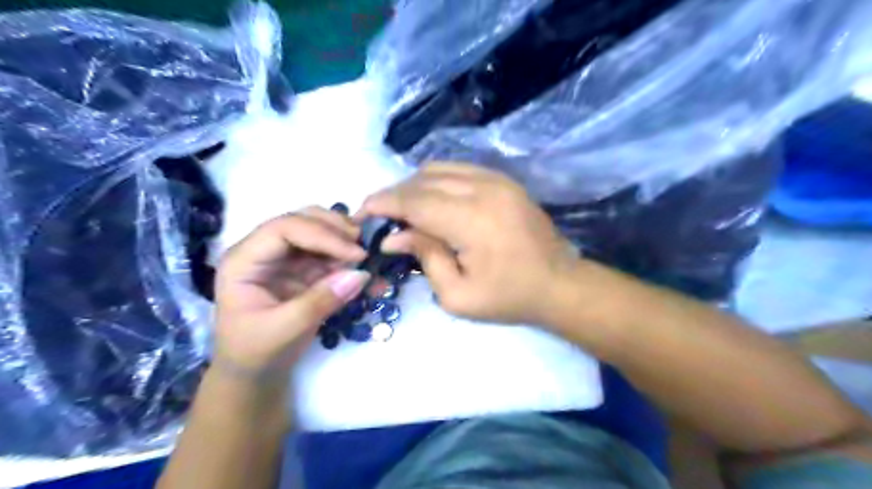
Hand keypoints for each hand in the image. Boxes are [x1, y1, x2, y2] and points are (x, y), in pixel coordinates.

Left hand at [215, 207, 368, 376]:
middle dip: (335, 229)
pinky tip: (366, 269)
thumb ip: (320, 301)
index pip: (284, 229)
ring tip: (367, 256)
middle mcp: (264, 251)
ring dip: (345, 240)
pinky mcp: (302, 269)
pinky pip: (328, 254)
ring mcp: (285, 259)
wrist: (254, 372)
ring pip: (318, 231)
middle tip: (364, 246)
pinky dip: (348, 258)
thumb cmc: (256, 351)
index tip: (355, 254)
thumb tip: (360, 274)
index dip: (322, 235)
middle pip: (302, 221)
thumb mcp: (284, 330)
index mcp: (244, 261)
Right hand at [357, 162, 581, 326]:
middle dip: (395, 195)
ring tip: (403, 210)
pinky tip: (431, 200)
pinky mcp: (504, 180)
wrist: (559, 283)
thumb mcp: (458, 294)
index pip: (415, 201)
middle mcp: (484, 189)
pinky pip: (459, 170)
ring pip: (440, 169)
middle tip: (380, 216)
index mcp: (472, 220)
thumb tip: (393, 236)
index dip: (384, 204)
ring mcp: (497, 180)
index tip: (362, 213)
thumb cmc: (509, 297)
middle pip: (424, 180)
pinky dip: (437, 181)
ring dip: (414, 186)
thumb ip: (425, 257)